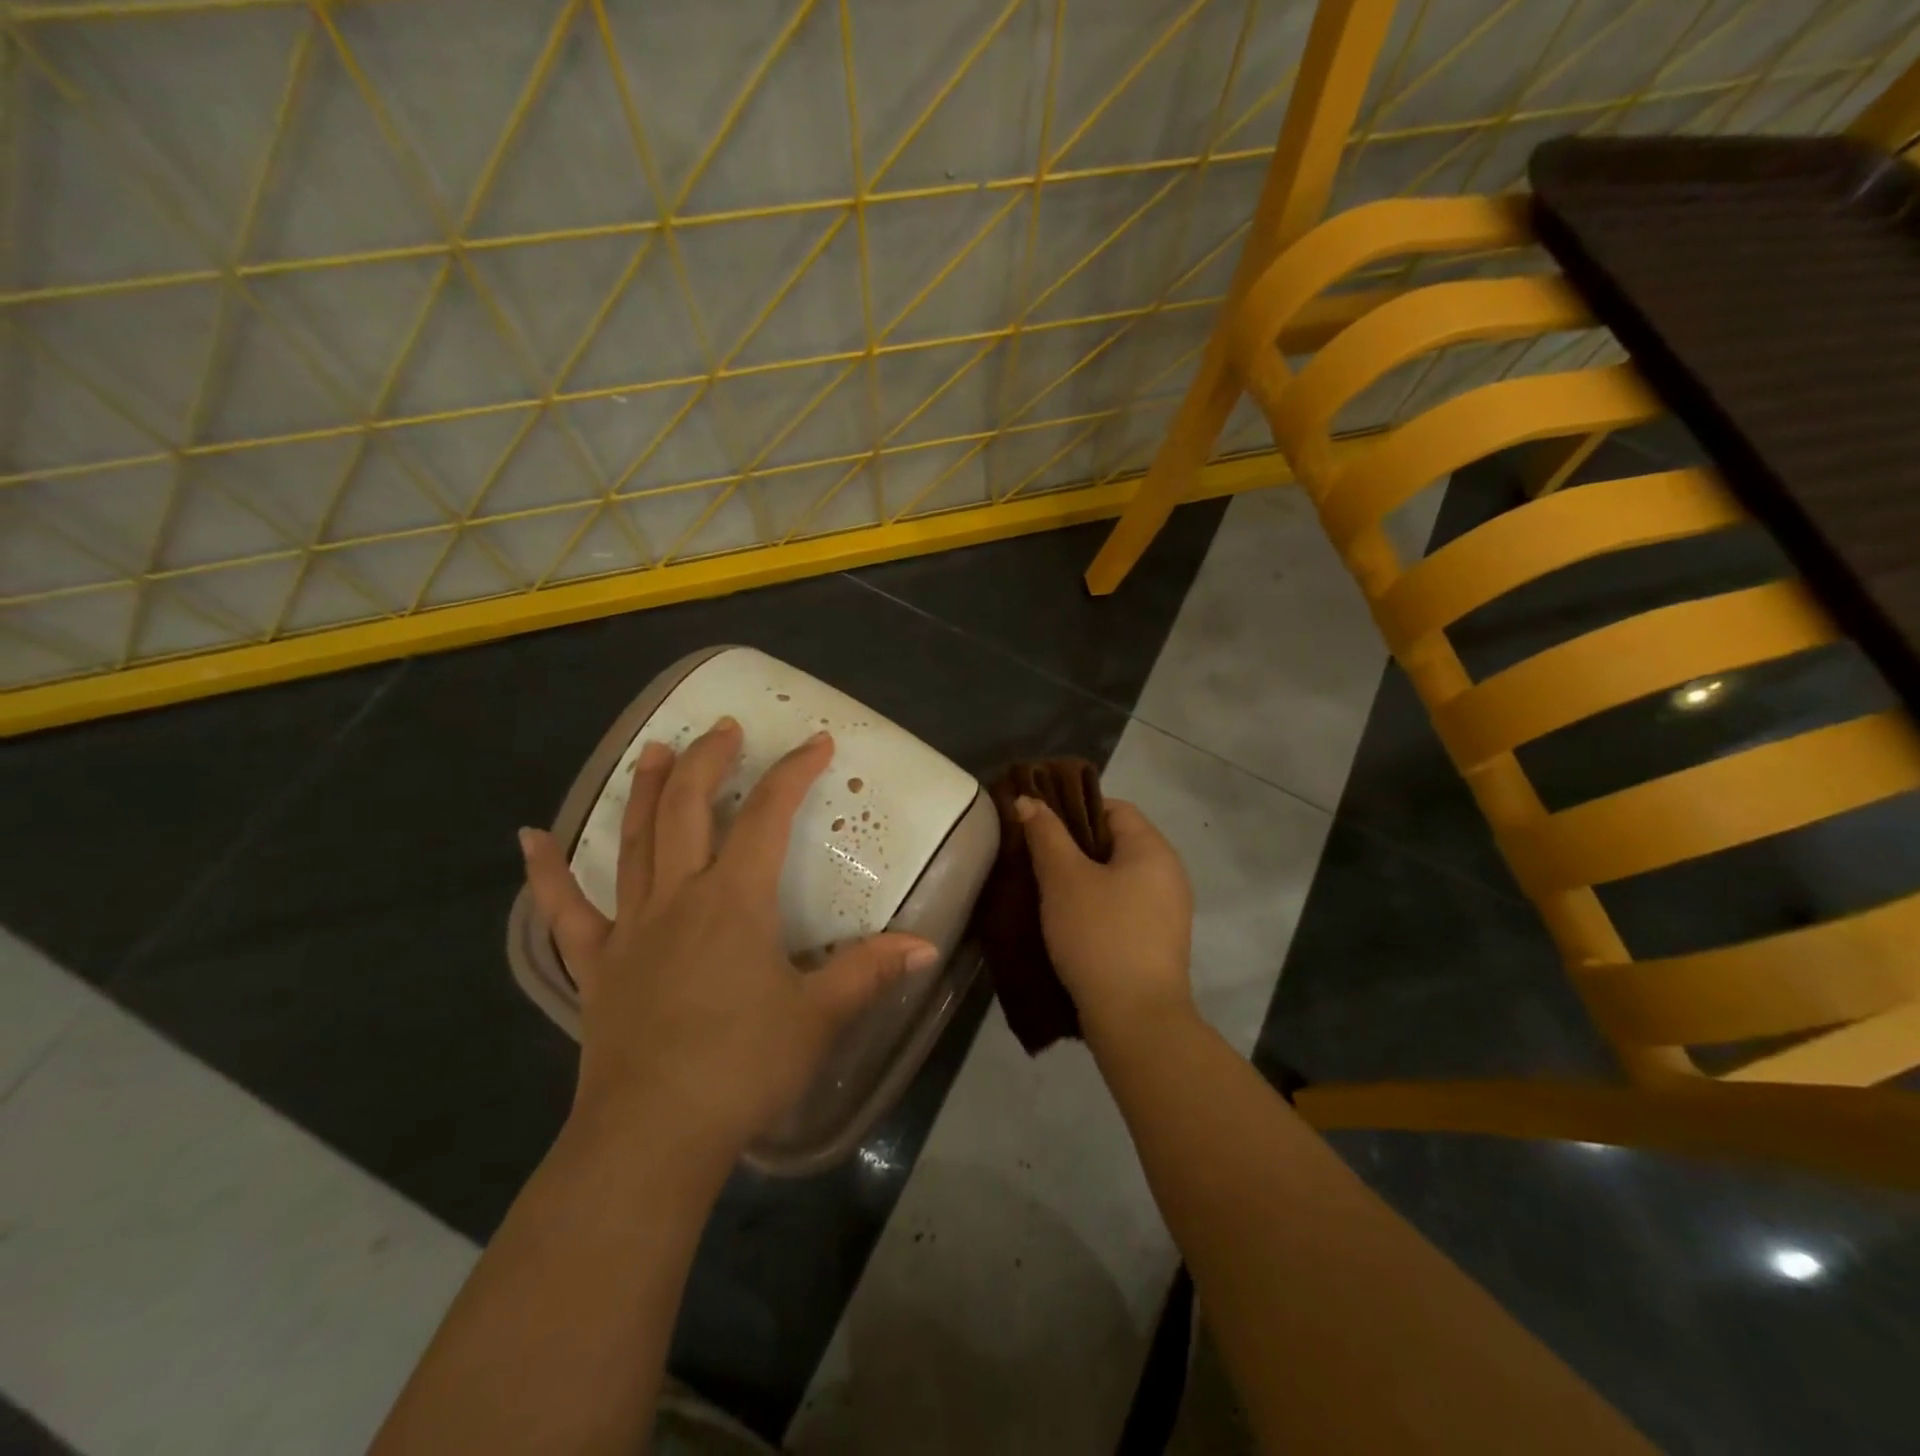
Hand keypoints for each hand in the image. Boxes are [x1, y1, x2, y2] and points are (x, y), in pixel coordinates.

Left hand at [520, 717, 937, 1169]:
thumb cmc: (744, 1066)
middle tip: (724, 728)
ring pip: (633, 840)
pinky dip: (545, 874)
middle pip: (687, 808)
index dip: (793, 773)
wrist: (654, 1134)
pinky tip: (528, 838)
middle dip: (709, 760)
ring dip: (644, 790)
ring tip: (654, 750)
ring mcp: (631, 927)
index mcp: (734, 900)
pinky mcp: (596, 964)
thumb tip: (926, 946)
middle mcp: (679, 896)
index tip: (815, 743)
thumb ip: (871, 972)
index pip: (767, 816)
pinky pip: (565, 911)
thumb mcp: (820, 1017)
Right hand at [1015, 795, 1195, 1050]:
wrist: (1136, 1019)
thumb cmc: (1099, 936)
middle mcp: (1169, 873)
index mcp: (1153, 849)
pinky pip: (1123, 907)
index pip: (1113, 808)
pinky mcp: (1158, 941)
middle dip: (1073, 846)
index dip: (1074, 809)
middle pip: (1115, 842)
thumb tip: (1028, 800)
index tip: (1039, 826)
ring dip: (1082, 879)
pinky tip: (1067, 922)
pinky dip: (1096, 906)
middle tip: (1034, 857)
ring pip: (1117, 877)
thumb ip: (1045, 834)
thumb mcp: (1064, 879)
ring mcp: (1168, 910)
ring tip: (1044, 890)